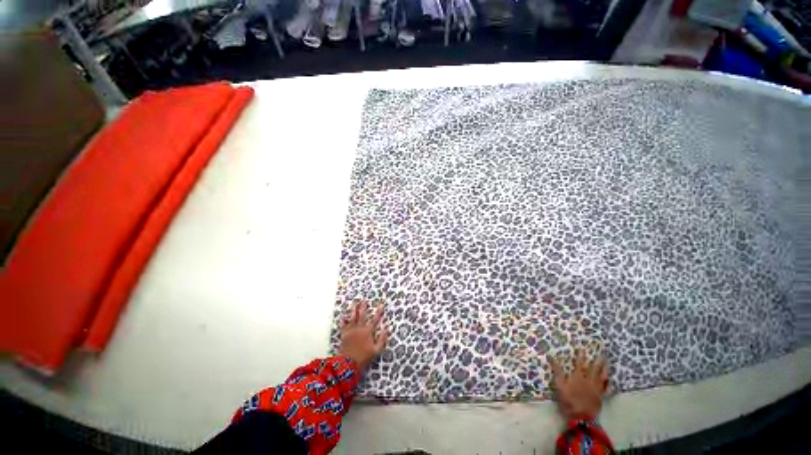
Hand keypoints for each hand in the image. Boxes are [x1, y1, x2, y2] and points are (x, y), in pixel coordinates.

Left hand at [339, 301, 389, 370]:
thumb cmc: (363, 358)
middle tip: (364, 300)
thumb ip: (382, 339)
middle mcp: (359, 329)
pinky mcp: (344, 335)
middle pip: (362, 315)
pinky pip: (343, 325)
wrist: (348, 364)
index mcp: (368, 332)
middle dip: (363, 307)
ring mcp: (351, 331)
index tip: (381, 304)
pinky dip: (343, 319)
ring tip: (354, 303)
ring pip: (352, 317)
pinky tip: (343, 315)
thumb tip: (388, 329)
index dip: (379, 312)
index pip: (375, 319)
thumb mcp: (376, 350)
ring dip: (353, 309)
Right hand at [548, 350, 608, 419]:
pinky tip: (610, 381)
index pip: (579, 364)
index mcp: (578, 377)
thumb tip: (550, 356)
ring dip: (605, 370)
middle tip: (602, 354)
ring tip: (607, 364)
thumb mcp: (559, 385)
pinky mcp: (600, 397)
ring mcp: (596, 390)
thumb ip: (557, 371)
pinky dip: (608, 384)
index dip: (581, 357)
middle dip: (597, 362)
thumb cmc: (568, 399)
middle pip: (594, 370)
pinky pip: (606, 389)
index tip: (583, 349)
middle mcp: (588, 381)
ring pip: (602, 378)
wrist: (580, 416)